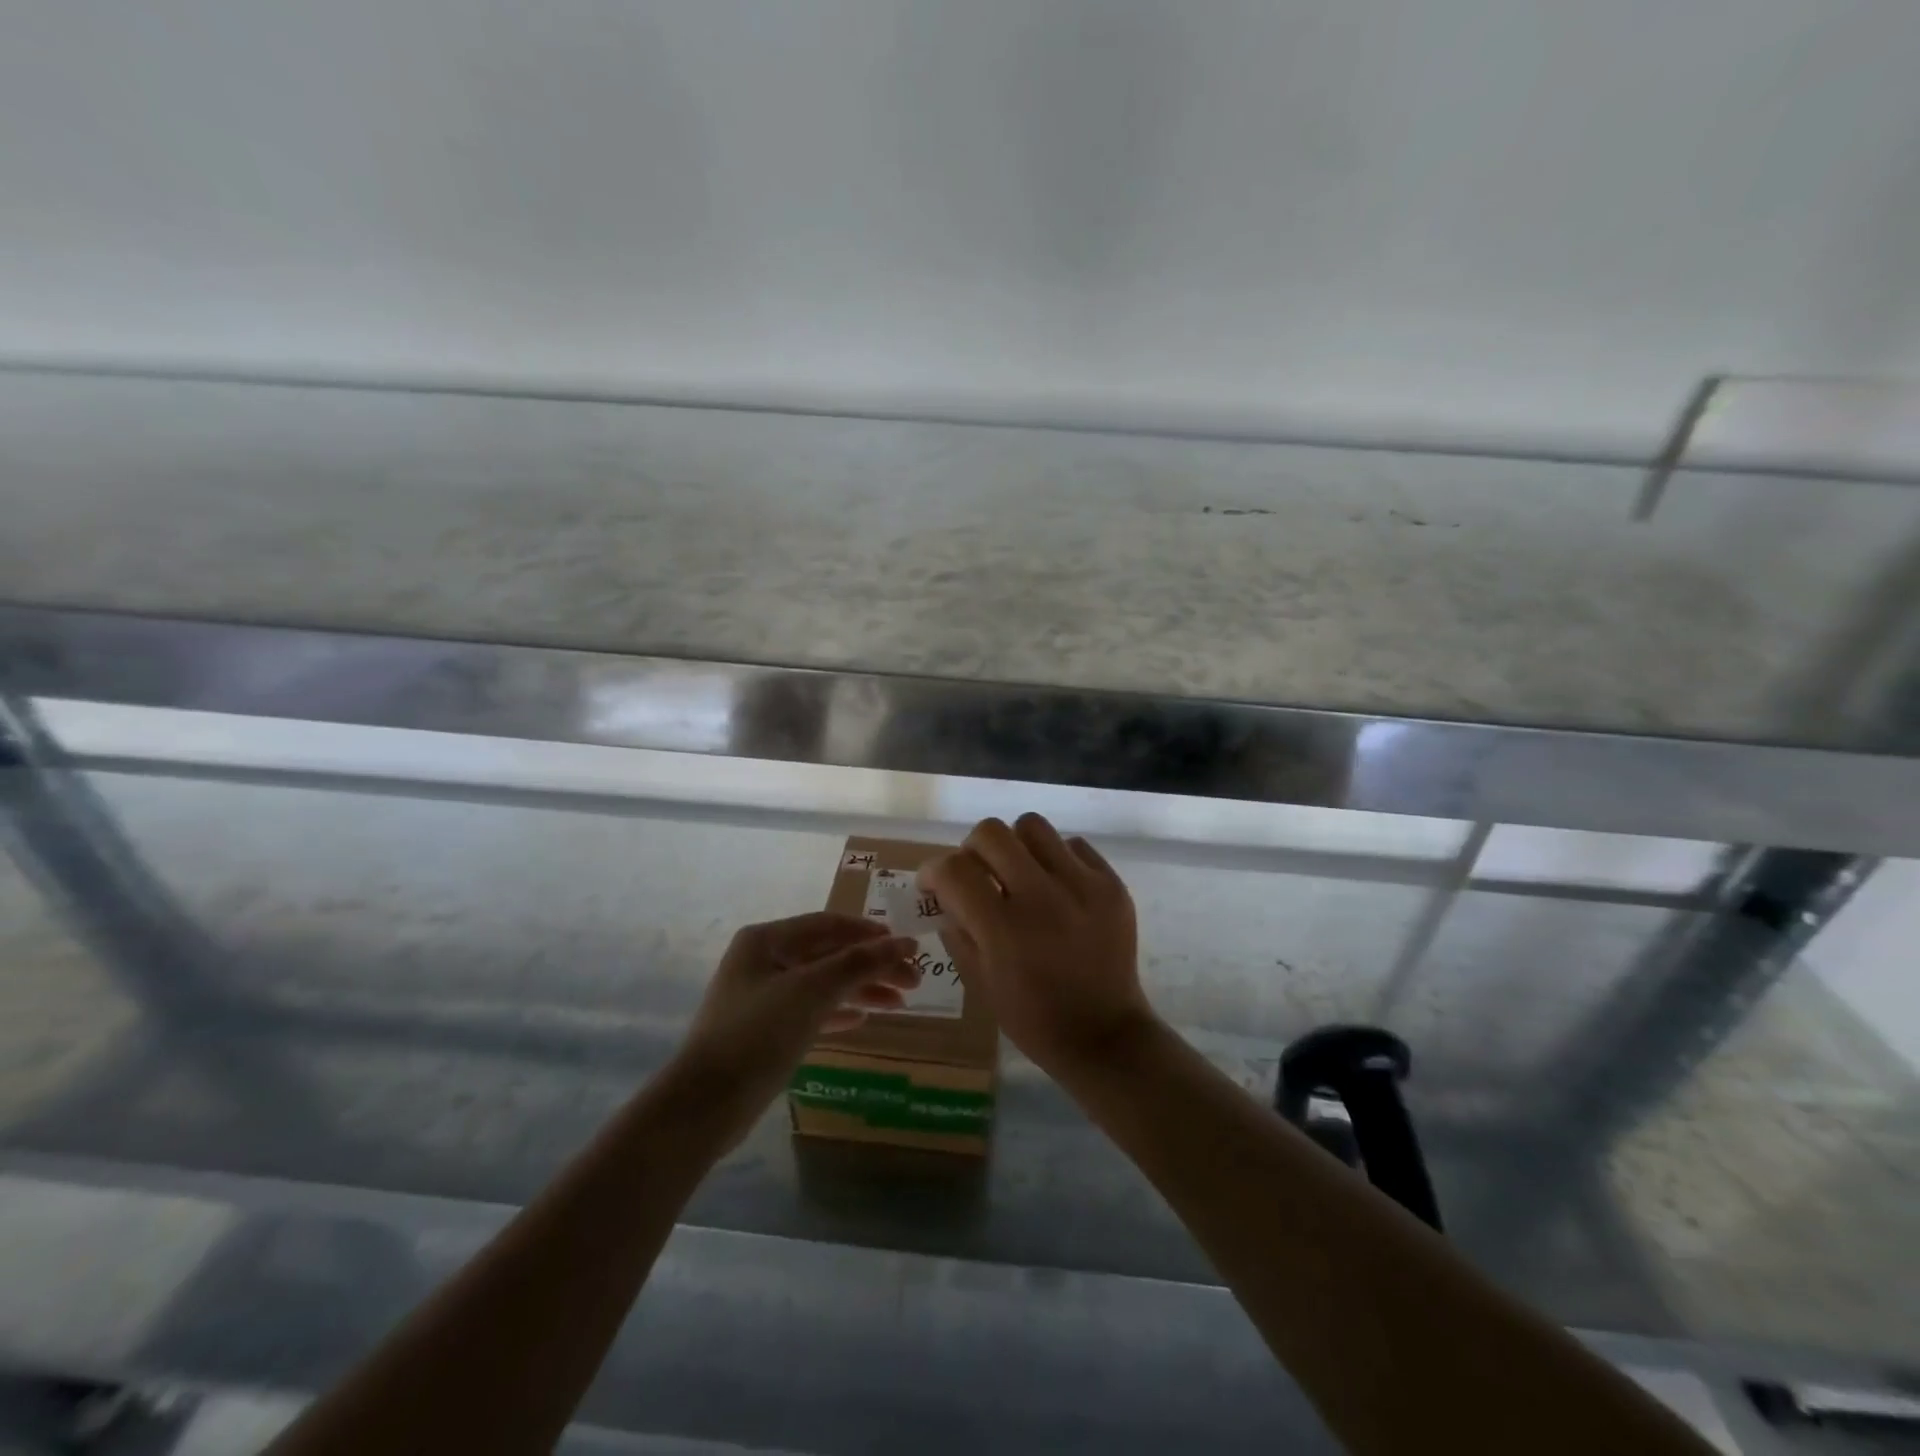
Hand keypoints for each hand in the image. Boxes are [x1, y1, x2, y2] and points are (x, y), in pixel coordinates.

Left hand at [671, 913, 919, 1142]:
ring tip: (900, 1003)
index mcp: (767, 939)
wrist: (704, 1104)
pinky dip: (837, 1012)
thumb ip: (860, 963)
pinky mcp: (764, 1030)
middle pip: (829, 955)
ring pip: (822, 984)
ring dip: (860, 990)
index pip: (829, 924)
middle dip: (871, 966)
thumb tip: (906, 943)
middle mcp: (763, 960)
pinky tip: (862, 1019)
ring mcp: (761, 996)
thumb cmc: (758, 1034)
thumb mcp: (812, 991)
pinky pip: (810, 1011)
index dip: (871, 933)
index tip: (908, 947)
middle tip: (914, 982)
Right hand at [921, 814, 1156, 1075]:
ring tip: (1020, 875)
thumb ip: (957, 929)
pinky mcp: (1112, 884)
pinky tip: (1057, 889)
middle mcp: (1043, 898)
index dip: (933, 871)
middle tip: (978, 874)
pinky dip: (1056, 860)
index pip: (953, 869)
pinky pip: (1074, 845)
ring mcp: (1083, 886)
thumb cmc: (1033, 1018)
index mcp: (1004, 930)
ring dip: (1016, 846)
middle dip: (972, 850)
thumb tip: (943, 893)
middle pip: (991, 832)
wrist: (1105, 1036)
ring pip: (1033, 826)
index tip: (934, 884)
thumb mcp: (980, 982)